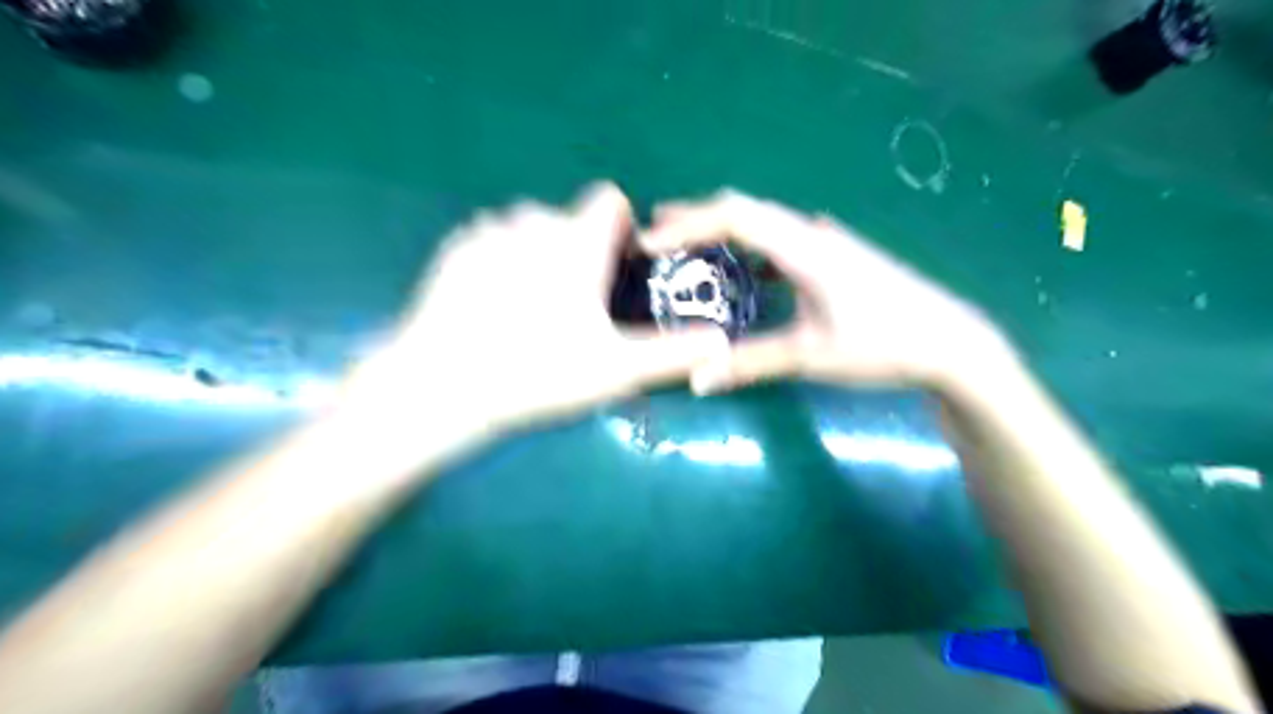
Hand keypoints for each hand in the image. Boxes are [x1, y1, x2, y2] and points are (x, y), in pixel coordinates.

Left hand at [340, 183, 726, 451]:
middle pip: (569, 220)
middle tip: (574, 309)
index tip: (615, 270)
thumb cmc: (538, 372)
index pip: (610, 199)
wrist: (440, 387)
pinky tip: (491, 309)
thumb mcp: (617, 369)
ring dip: (539, 255)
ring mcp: (486, 232)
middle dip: (579, 251)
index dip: (620, 229)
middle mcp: (532, 220)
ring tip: (530, 311)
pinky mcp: (453, 251)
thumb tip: (722, 342)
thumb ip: (674, 352)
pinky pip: (490, 242)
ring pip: (528, 229)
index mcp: (575, 239)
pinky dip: (500, 262)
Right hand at [643, 191, 1021, 392]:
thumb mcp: (810, 356)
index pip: (734, 217)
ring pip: (762, 223)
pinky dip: (748, 249)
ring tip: (685, 244)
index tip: (649, 243)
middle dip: (696, 218)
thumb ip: (750, 364)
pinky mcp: (834, 257)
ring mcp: (826, 242)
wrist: (949, 343)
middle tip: (654, 233)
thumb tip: (696, 379)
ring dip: (722, 230)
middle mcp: (811, 233)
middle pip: (744, 209)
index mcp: (803, 247)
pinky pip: (779, 242)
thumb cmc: (882, 345)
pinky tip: (740, 271)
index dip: (686, 224)